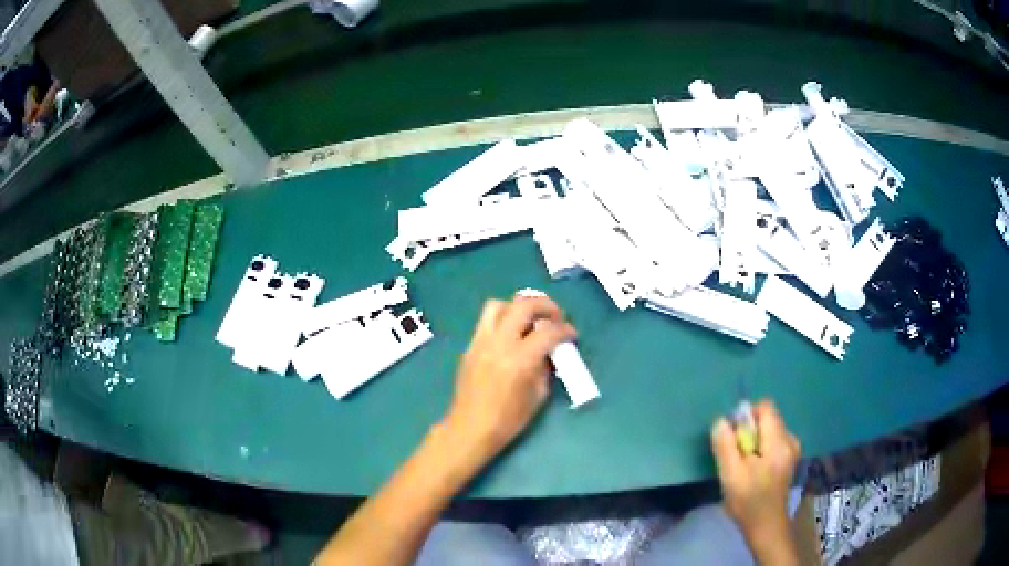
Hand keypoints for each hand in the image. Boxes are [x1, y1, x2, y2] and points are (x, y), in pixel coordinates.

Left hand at [442, 296, 576, 464]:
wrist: (470, 428)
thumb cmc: (507, 420)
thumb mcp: (537, 396)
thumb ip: (545, 368)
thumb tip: (550, 352)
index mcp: (519, 360)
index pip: (547, 332)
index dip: (565, 330)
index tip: (572, 334)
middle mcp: (498, 344)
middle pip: (522, 305)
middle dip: (544, 305)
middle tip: (555, 316)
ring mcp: (480, 342)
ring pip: (497, 305)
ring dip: (517, 307)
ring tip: (529, 320)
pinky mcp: (470, 347)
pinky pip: (486, 322)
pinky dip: (502, 320)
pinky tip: (511, 337)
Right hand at [711, 401, 800, 561]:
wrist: (766, 526)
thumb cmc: (748, 501)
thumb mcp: (731, 474)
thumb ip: (726, 445)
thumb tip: (721, 421)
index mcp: (779, 441)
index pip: (765, 407)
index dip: (746, 416)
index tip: (734, 438)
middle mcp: (790, 439)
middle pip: (766, 419)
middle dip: (748, 432)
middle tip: (736, 458)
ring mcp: (792, 449)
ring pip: (768, 431)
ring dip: (752, 442)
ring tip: (743, 467)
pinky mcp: (789, 458)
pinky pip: (771, 441)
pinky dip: (759, 450)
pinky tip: (753, 471)